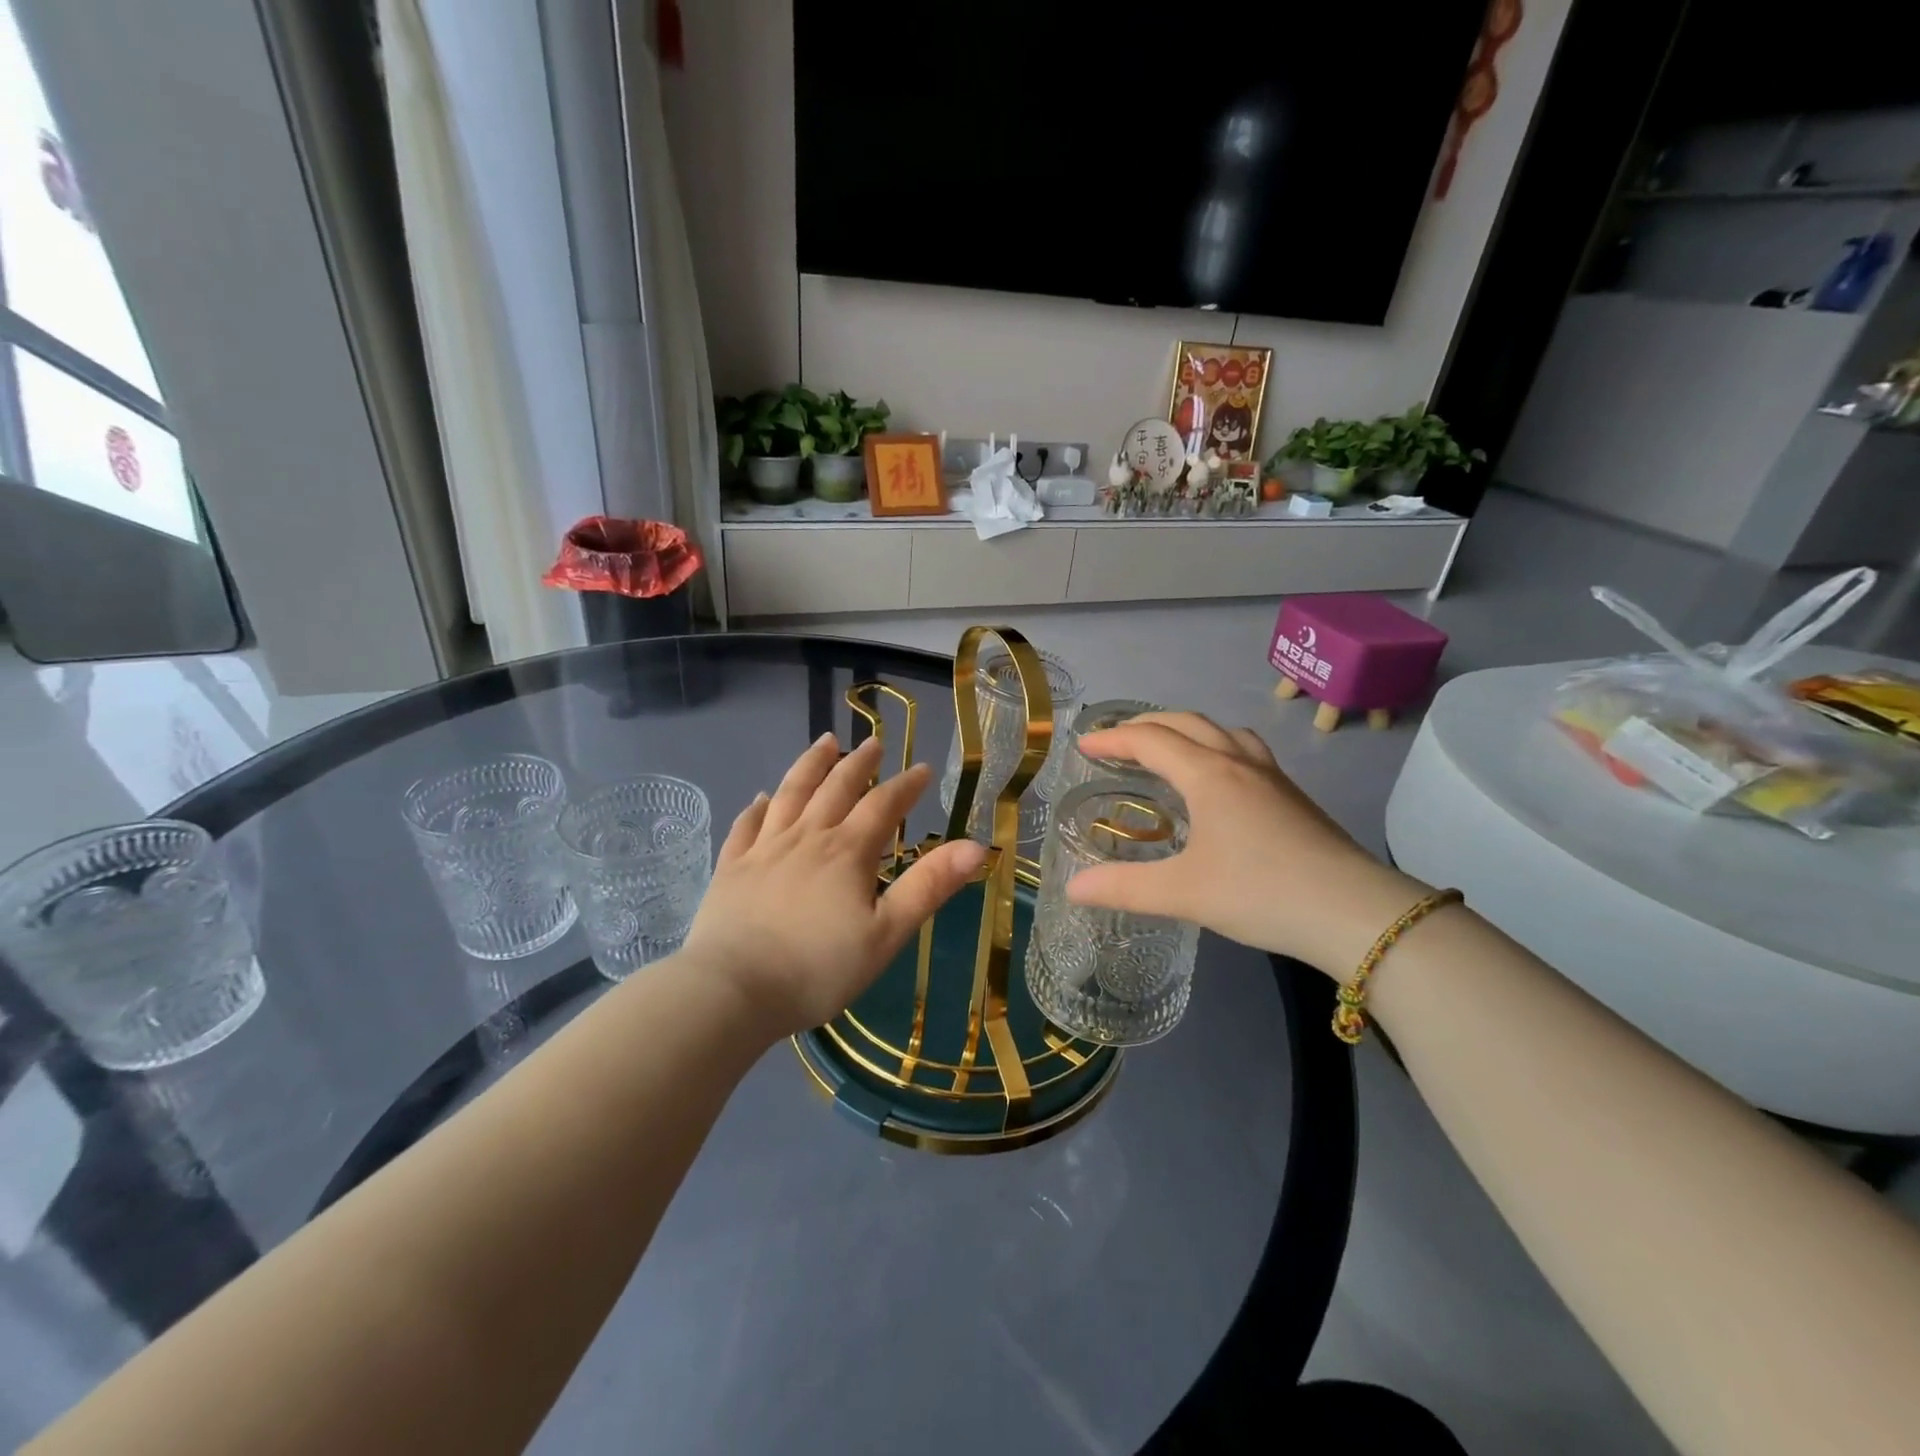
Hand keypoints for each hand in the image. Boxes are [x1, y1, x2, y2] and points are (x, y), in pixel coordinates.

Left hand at [680, 733, 987, 1040]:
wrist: (732, 990)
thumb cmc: (817, 969)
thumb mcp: (886, 934)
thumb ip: (929, 886)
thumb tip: (976, 846)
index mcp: (847, 852)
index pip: (883, 805)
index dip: (906, 785)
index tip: (922, 768)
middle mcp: (807, 837)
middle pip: (836, 788)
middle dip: (859, 764)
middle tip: (873, 743)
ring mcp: (764, 849)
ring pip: (791, 794)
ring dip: (810, 765)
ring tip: (824, 742)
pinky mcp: (732, 867)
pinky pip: (747, 825)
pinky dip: (758, 807)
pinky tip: (762, 798)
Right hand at [1065, 712, 1429, 976]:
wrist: (1352, 911)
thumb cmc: (1260, 892)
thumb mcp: (1183, 893)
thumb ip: (1124, 888)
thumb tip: (1072, 888)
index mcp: (1208, 775)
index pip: (1150, 740)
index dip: (1113, 739)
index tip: (1084, 745)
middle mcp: (1239, 763)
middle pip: (1187, 723)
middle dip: (1146, 725)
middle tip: (1117, 742)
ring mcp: (1272, 776)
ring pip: (1222, 731)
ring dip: (1187, 730)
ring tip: (1168, 750)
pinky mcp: (1293, 796)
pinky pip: (1245, 750)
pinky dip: (1217, 747)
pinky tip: (1220, 780)